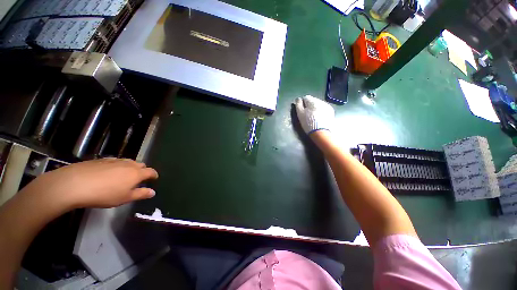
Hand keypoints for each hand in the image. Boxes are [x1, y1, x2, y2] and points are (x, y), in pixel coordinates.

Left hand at [22, 158, 158, 208]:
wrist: (74, 184)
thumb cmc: (104, 194)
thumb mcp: (124, 198)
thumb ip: (141, 194)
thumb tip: (153, 192)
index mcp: (137, 173)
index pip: (151, 171)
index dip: (154, 175)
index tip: (154, 179)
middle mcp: (128, 164)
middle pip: (140, 165)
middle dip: (142, 170)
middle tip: (138, 179)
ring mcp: (114, 160)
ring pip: (128, 162)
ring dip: (130, 167)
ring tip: (124, 176)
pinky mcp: (101, 160)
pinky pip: (115, 161)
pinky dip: (117, 166)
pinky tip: (109, 173)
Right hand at [293, 95, 334, 134]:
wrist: (321, 132)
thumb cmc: (308, 123)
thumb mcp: (300, 114)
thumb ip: (298, 105)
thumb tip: (298, 99)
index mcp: (312, 101)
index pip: (305, 97)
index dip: (302, 104)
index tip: (302, 111)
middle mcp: (321, 101)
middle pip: (313, 100)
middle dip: (310, 105)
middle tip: (307, 115)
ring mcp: (327, 106)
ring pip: (318, 104)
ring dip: (315, 108)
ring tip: (314, 117)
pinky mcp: (331, 111)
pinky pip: (324, 108)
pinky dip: (321, 111)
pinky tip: (319, 118)